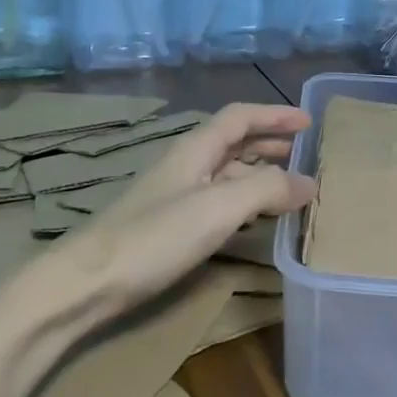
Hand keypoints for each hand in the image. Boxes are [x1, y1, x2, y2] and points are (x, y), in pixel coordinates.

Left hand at [70, 103, 314, 313]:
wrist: (88, 281)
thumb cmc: (155, 236)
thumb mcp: (219, 207)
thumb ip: (266, 189)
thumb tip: (308, 182)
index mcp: (195, 148)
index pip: (240, 117)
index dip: (274, 115)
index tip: (309, 122)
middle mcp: (186, 164)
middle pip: (233, 142)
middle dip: (269, 141)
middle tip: (303, 152)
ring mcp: (175, 195)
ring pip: (225, 172)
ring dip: (258, 171)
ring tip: (288, 184)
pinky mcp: (169, 225)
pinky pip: (217, 200)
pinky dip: (243, 200)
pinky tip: (254, 217)